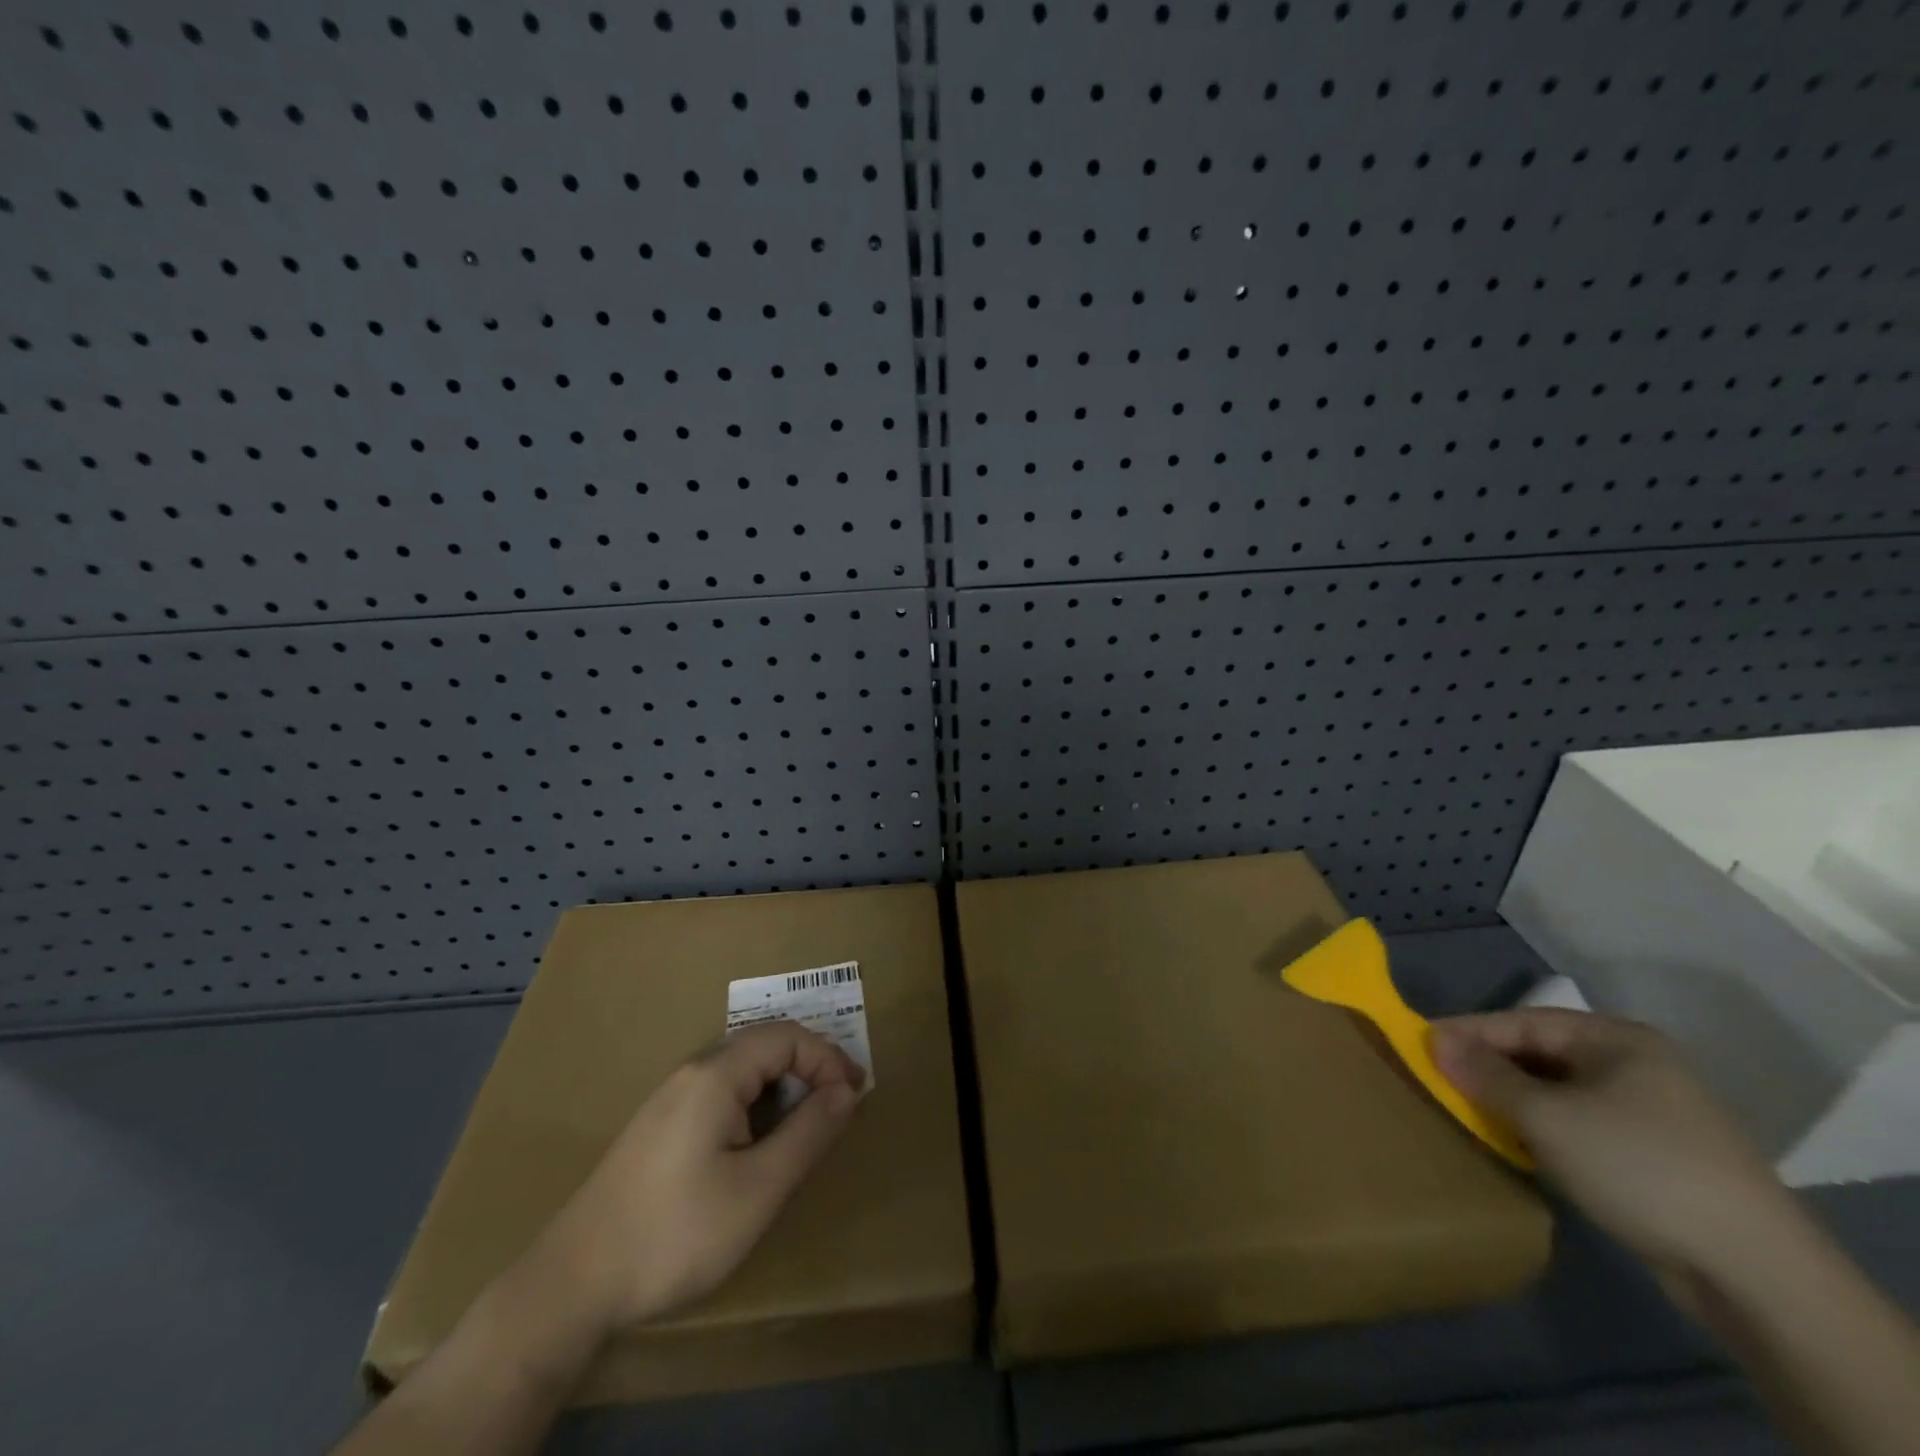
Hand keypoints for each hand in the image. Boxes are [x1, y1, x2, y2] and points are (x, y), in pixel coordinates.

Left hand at [544, 1020, 865, 1335]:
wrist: (570, 1285)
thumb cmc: (675, 1233)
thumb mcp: (758, 1190)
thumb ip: (808, 1133)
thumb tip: (846, 1090)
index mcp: (717, 1074)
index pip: (788, 1038)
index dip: (828, 1058)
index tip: (856, 1096)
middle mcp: (692, 1071)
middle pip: (764, 1045)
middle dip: (808, 1068)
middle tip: (838, 1108)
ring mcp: (670, 1097)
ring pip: (741, 1069)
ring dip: (781, 1087)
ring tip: (805, 1128)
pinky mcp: (657, 1125)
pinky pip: (719, 1092)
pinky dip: (754, 1103)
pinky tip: (755, 1145)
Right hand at [1431, 1009, 1799, 1284]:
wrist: (1756, 1273)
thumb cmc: (1638, 1167)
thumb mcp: (1547, 1117)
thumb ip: (1486, 1075)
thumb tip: (1434, 1039)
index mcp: (1616, 1039)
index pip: (1520, 1022)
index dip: (1468, 1033)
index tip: (1419, 1046)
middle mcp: (1635, 1064)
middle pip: (1540, 1055)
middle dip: (1489, 1069)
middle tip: (1439, 1082)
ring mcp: (1652, 1112)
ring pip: (1559, 1092)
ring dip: (1514, 1102)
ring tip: (1469, 1113)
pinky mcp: (1657, 1156)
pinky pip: (1581, 1126)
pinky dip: (1545, 1131)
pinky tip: (1519, 1147)